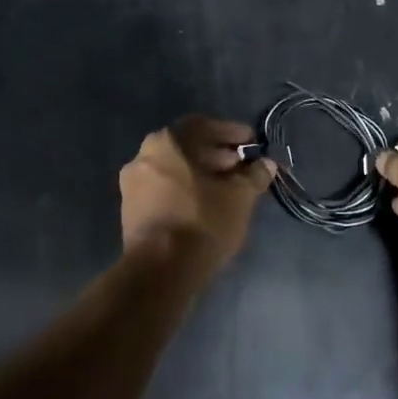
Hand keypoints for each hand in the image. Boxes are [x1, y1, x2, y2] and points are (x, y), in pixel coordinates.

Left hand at [120, 116, 274, 274]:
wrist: (159, 272)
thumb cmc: (201, 222)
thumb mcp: (238, 197)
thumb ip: (254, 176)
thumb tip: (266, 164)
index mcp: (165, 143)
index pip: (203, 126)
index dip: (230, 133)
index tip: (251, 144)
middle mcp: (142, 157)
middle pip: (187, 148)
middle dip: (217, 156)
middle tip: (243, 168)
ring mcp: (132, 186)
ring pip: (175, 171)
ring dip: (202, 175)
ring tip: (229, 189)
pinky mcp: (131, 212)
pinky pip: (164, 191)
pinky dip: (186, 191)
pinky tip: (208, 206)